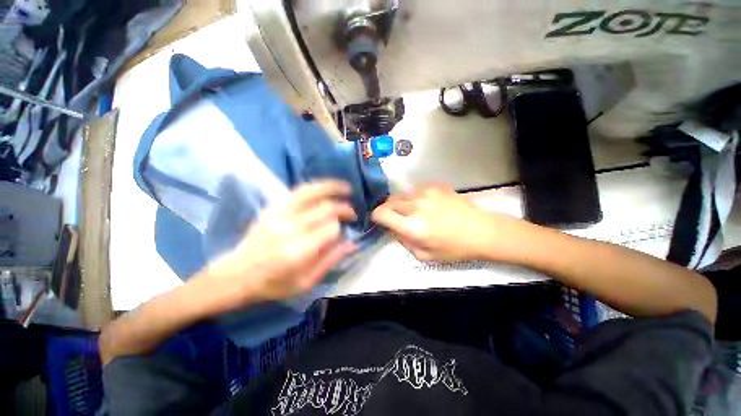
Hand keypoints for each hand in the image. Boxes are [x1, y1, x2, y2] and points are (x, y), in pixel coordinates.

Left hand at [205, 181, 356, 305]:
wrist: (236, 275)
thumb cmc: (272, 285)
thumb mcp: (305, 282)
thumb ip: (330, 260)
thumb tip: (351, 243)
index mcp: (298, 251)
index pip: (330, 229)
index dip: (341, 228)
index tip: (345, 232)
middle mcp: (289, 228)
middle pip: (325, 208)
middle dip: (343, 208)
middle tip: (352, 213)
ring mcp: (279, 214)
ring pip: (311, 192)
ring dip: (331, 187)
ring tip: (346, 187)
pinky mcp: (272, 208)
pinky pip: (298, 192)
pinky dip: (315, 187)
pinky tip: (325, 188)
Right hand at [372, 184, 522, 261]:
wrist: (482, 230)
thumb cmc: (454, 248)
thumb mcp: (425, 256)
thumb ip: (404, 242)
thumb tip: (393, 228)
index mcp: (413, 226)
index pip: (381, 213)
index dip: (377, 217)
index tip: (382, 221)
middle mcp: (416, 206)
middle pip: (388, 201)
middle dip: (388, 210)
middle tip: (399, 219)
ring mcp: (426, 192)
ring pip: (401, 194)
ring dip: (402, 203)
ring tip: (414, 211)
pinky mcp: (435, 185)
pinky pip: (415, 190)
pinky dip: (415, 197)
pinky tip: (428, 205)